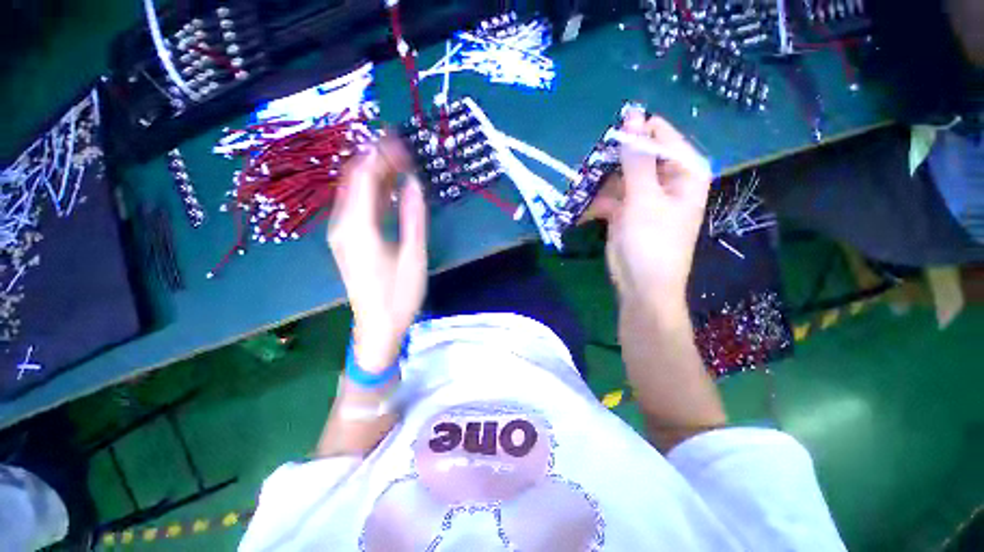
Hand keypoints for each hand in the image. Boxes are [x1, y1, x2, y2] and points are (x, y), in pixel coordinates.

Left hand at [327, 137, 427, 370]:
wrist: (377, 327)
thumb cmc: (399, 295)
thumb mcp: (413, 256)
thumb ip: (412, 217)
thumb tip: (413, 183)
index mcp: (358, 227)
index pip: (364, 176)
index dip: (381, 155)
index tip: (401, 140)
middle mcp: (343, 225)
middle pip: (355, 180)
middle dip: (377, 159)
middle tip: (402, 148)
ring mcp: (342, 233)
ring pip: (355, 192)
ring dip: (376, 175)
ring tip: (400, 163)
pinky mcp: (348, 241)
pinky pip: (357, 207)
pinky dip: (373, 193)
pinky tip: (390, 190)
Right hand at [586, 112, 710, 311]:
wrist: (641, 285)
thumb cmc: (652, 241)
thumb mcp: (644, 197)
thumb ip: (637, 159)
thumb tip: (633, 117)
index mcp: (684, 171)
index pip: (660, 137)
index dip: (634, 135)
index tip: (606, 141)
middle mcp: (665, 180)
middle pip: (636, 156)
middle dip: (611, 161)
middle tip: (588, 166)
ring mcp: (642, 196)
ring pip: (617, 176)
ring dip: (598, 182)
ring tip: (579, 188)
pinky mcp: (624, 211)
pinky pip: (608, 197)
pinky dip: (594, 203)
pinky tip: (580, 210)